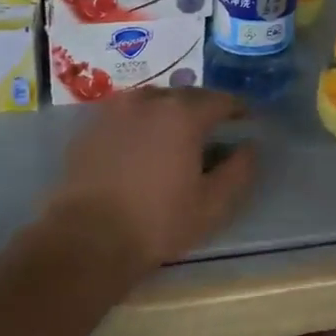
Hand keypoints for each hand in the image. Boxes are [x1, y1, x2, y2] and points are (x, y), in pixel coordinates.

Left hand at [44, 89, 258, 273]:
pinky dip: (140, 124)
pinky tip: (141, 148)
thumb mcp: (213, 204)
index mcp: (184, 113)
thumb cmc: (157, 222)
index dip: (237, 110)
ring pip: (153, 101)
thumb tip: (249, 147)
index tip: (245, 121)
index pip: (221, 100)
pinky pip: (126, 115)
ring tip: (175, 136)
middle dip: (203, 109)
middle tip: (212, 131)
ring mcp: (115, 110)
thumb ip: (239, 170)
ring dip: (169, 113)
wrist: (85, 240)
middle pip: (186, 95)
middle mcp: (150, 100)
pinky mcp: (90, 127)